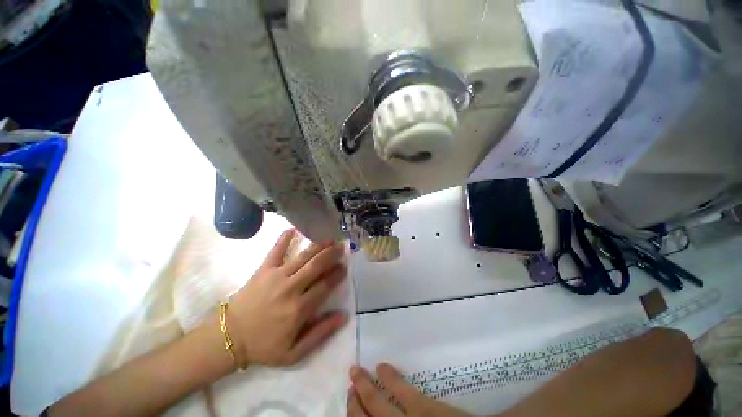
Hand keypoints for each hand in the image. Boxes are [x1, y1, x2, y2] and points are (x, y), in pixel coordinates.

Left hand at [227, 229, 347, 365]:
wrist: (229, 337)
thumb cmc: (264, 346)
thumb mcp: (295, 352)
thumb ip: (321, 334)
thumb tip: (343, 316)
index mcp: (299, 309)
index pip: (325, 285)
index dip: (337, 274)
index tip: (345, 266)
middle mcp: (291, 288)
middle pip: (317, 266)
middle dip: (332, 254)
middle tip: (342, 246)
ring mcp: (277, 276)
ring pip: (303, 256)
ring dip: (318, 245)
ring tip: (329, 238)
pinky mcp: (263, 269)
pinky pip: (276, 250)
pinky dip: (284, 238)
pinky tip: (293, 228)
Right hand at [348, 364, 470, 416]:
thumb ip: (409, 411)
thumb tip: (391, 408)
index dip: (356, 415)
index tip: (351, 403)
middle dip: (353, 405)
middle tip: (349, 388)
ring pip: (375, 404)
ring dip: (363, 389)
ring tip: (355, 374)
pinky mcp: (424, 407)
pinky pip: (400, 390)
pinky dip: (389, 377)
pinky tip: (382, 367)